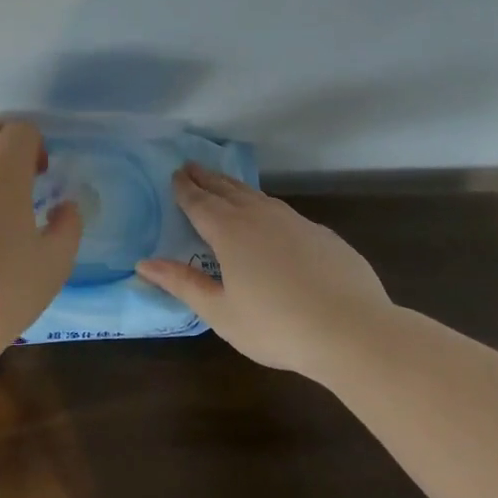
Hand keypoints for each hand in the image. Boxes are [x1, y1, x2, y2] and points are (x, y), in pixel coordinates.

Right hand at [137, 163, 392, 374]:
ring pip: (257, 197)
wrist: (353, 331)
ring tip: (224, 183)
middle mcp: (260, 217)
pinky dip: (265, 207)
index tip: (175, 174)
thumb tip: (144, 263)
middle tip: (191, 166)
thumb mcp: (220, 311)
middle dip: (207, 178)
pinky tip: (269, 218)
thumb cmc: (277, 326)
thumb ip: (183, 283)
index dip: (184, 188)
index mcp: (230, 232)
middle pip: (227, 190)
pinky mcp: (322, 235)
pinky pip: (283, 213)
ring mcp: (295, 222)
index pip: (199, 202)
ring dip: (235, 187)